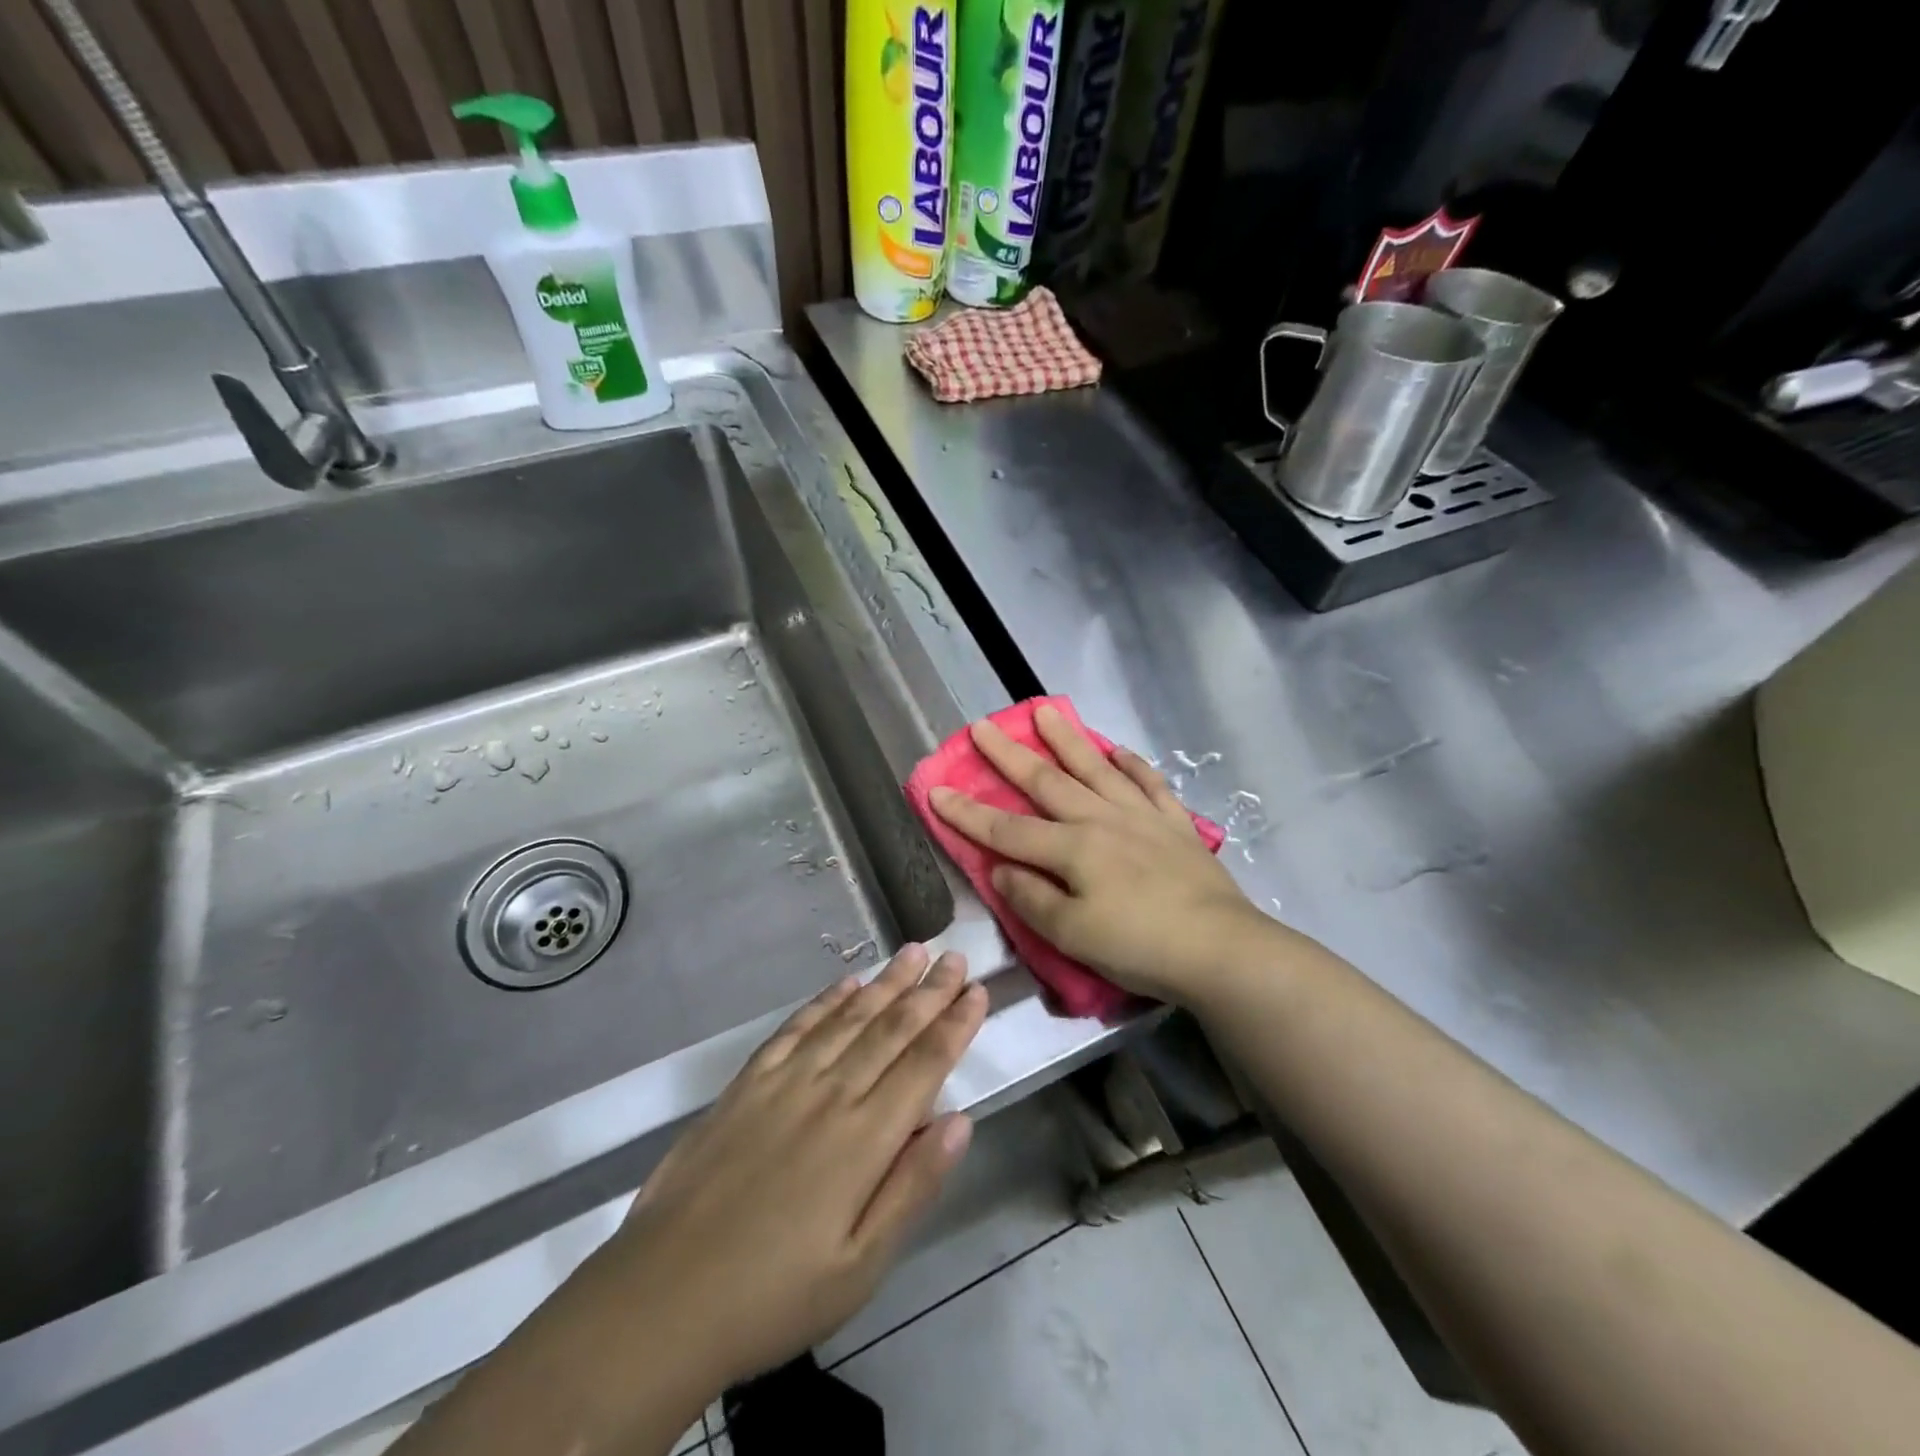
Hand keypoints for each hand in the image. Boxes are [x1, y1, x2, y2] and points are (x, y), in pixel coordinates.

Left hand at [606, 944, 985, 1392]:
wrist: (663, 1298)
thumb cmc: (775, 1295)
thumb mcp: (861, 1266)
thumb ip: (913, 1186)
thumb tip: (960, 1120)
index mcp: (865, 1138)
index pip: (924, 1064)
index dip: (955, 1025)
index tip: (978, 990)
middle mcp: (831, 1094)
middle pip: (891, 1029)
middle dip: (929, 991)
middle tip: (954, 956)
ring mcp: (785, 1082)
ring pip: (849, 1018)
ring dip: (885, 983)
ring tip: (912, 952)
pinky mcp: (747, 1084)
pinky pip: (796, 1028)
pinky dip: (825, 1002)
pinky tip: (846, 984)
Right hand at [930, 704, 1274, 1004]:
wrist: (1220, 949)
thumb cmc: (1139, 946)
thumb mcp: (1072, 935)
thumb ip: (1031, 899)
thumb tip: (1003, 868)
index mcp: (1072, 849)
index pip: (1006, 829)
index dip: (967, 813)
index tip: (935, 789)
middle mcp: (1101, 820)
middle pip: (1046, 783)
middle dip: (1009, 755)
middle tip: (983, 725)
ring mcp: (1141, 817)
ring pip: (1096, 769)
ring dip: (1067, 740)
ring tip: (1045, 711)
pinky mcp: (1175, 825)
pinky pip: (1149, 784)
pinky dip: (1132, 765)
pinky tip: (1119, 751)